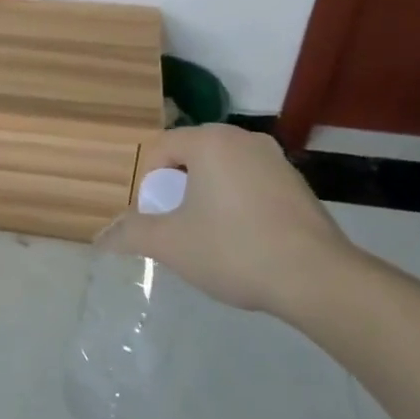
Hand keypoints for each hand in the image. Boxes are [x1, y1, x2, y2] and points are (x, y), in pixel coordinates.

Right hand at [98, 125, 357, 316]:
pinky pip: (250, 185)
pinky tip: (242, 242)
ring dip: (206, 198)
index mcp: (209, 140)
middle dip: (176, 191)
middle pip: (190, 158)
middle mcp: (243, 138)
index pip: (159, 150)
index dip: (147, 185)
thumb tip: (101, 238)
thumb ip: (131, 234)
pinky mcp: (298, 185)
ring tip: (208, 237)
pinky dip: (236, 205)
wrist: (317, 279)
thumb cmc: (233, 249)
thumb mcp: (170, 244)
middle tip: (176, 228)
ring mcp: (276, 160)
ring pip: (222, 172)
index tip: (154, 219)